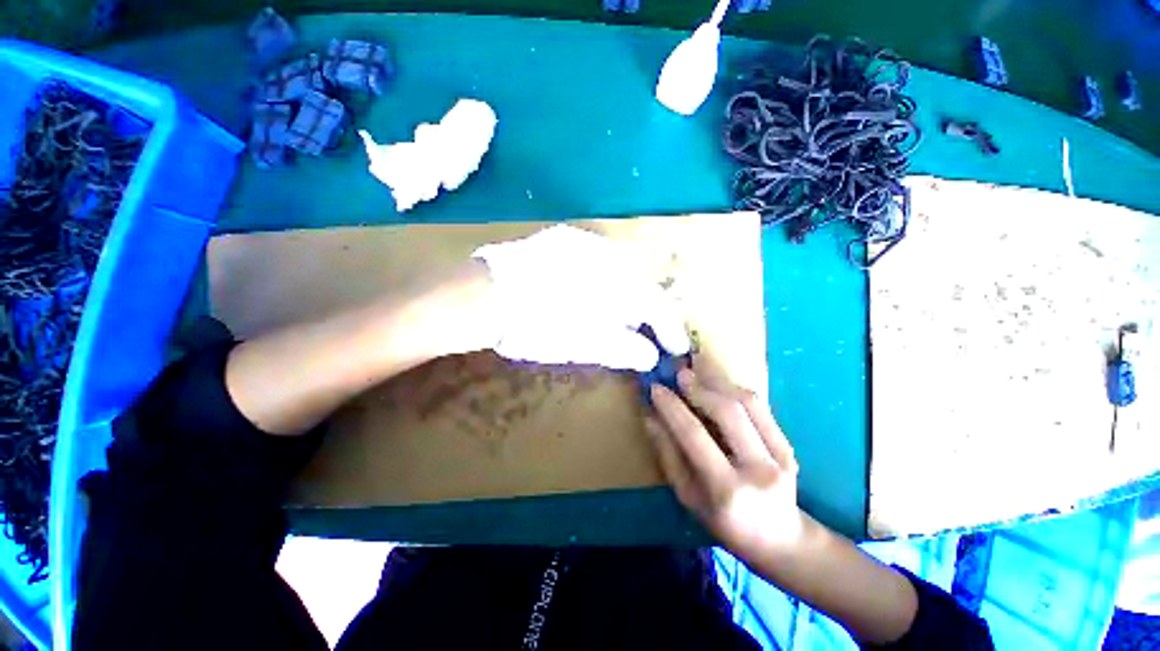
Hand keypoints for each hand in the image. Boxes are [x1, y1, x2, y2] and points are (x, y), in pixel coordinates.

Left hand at [473, 225, 689, 371]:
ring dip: (626, 295)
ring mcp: (585, 242)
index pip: (657, 305)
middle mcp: (609, 253)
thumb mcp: (582, 344)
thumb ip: (622, 348)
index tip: (675, 348)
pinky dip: (605, 281)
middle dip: (648, 311)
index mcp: (617, 281)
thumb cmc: (534, 326)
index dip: (670, 328)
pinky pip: (599, 260)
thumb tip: (649, 355)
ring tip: (620, 317)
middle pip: (643, 284)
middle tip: (645, 333)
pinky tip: (593, 295)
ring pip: (621, 270)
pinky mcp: (564, 239)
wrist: (482, 296)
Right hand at [646, 368, 803, 557]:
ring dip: (718, 384)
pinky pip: (761, 408)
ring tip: (696, 375)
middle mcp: (758, 469)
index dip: (672, 407)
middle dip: (698, 387)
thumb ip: (668, 455)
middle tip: (678, 374)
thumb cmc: (725, 523)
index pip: (694, 435)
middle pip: (727, 412)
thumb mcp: (688, 497)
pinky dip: (735, 391)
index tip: (655, 388)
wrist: (781, 541)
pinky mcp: (789, 446)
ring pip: (748, 403)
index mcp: (726, 489)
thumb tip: (650, 417)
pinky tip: (719, 387)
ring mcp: (781, 456)